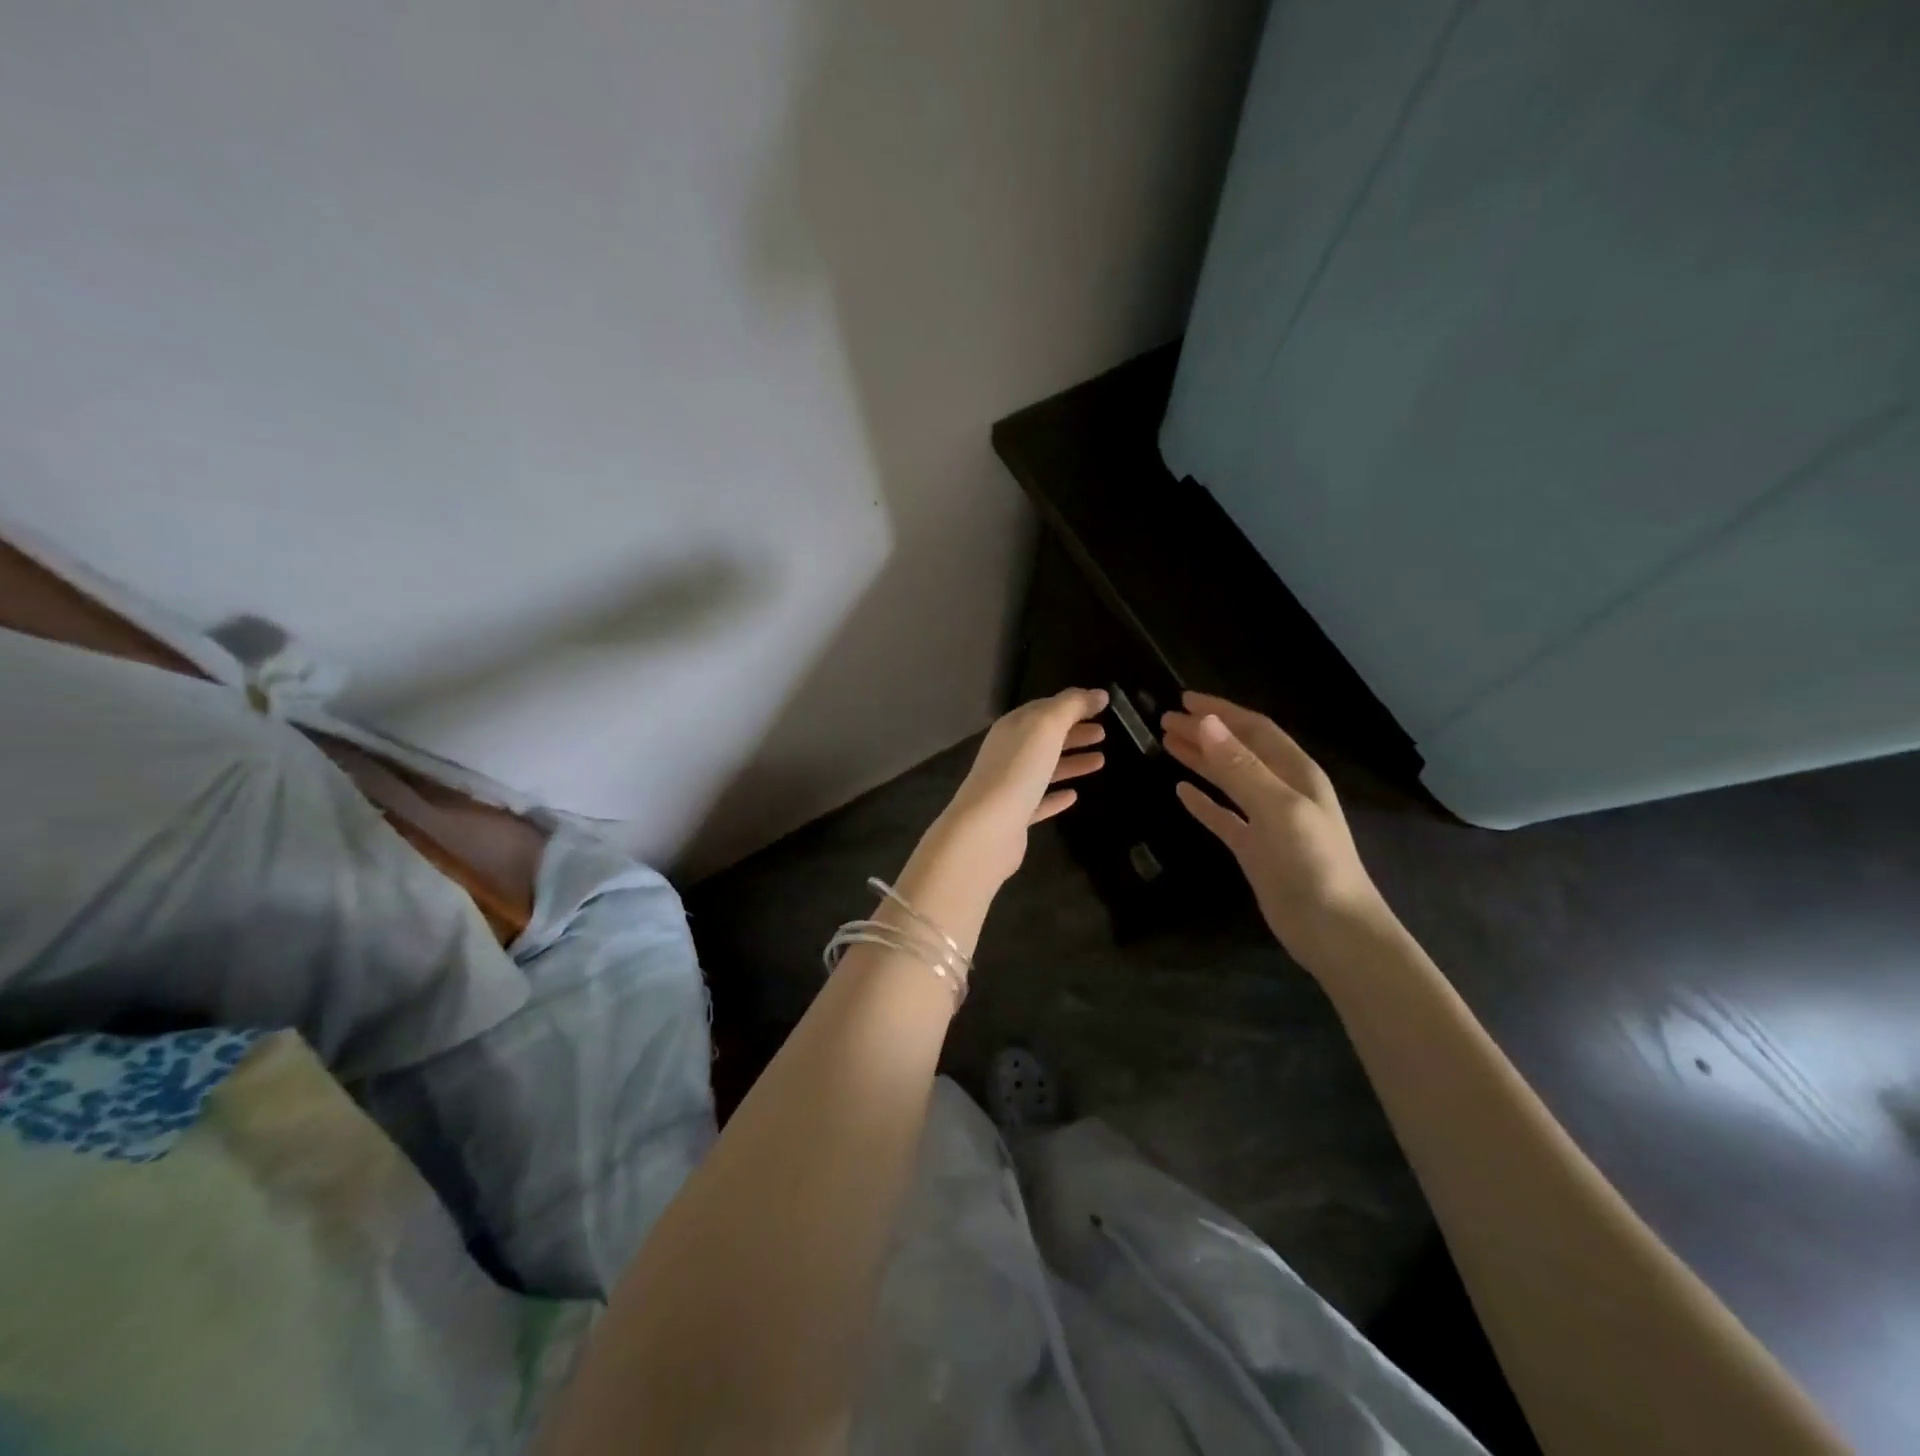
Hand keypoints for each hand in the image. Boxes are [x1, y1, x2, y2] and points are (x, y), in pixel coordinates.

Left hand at [936, 688, 1107, 884]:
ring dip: (1071, 762)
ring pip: (1044, 768)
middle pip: (1044, 738)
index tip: (1100, 706)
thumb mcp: (1045, 727)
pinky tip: (1074, 796)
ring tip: (1100, 761)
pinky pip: (1039, 801)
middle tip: (1104, 733)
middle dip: (1073, 733)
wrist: (987, 828)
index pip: (1043, 709)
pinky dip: (1057, 796)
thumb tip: (1098, 693)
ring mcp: (1010, 786)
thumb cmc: (1018, 770)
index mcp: (1012, 728)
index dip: (1071, 705)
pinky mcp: (1015, 817)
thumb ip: (1071, 706)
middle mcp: (1008, 753)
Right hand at [1161, 692, 1385, 963]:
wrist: (1332, 928)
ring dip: (1200, 760)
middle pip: (1237, 751)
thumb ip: (1240, 767)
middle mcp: (1281, 790)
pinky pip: (1223, 816)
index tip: (1184, 700)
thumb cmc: (1312, 862)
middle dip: (1204, 732)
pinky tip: (1181, 792)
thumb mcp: (1278, 807)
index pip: (1254, 730)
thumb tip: (1205, 723)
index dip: (1221, 712)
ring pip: (1227, 780)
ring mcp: (1267, 820)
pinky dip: (1203, 802)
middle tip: (1165, 720)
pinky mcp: (1254, 848)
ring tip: (1166, 744)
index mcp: (1295, 773)